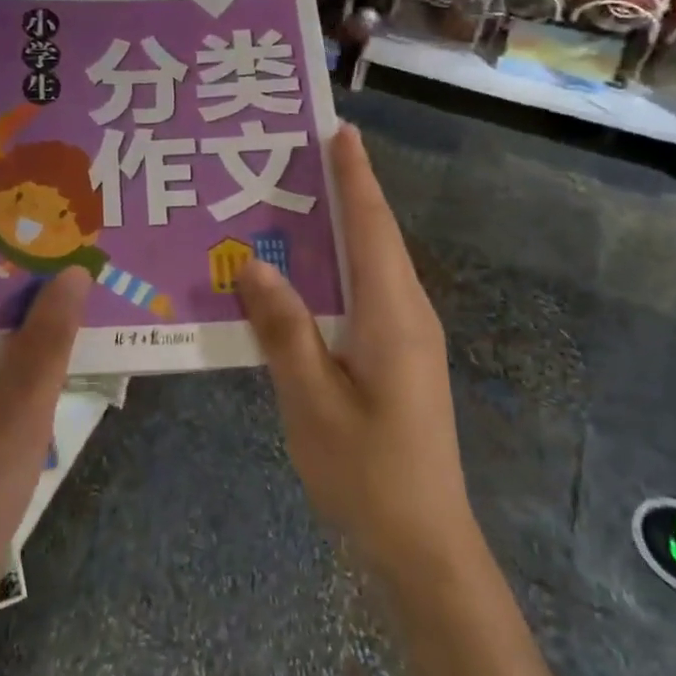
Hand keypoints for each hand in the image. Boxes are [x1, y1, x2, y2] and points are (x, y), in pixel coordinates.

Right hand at [235, 123, 472, 579]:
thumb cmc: (367, 472)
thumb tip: (253, 264)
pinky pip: (364, 296)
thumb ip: (284, 330)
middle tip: (300, 155)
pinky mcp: (396, 360)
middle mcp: (407, 315)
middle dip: (345, 192)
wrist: (422, 545)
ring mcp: (406, 340)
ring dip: (339, 230)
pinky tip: (301, 276)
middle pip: (375, 238)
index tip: (339, 130)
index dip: (356, 177)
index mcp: (393, 315)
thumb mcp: (312, 400)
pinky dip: (335, 270)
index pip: (372, 228)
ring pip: (370, 267)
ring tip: (293, 202)